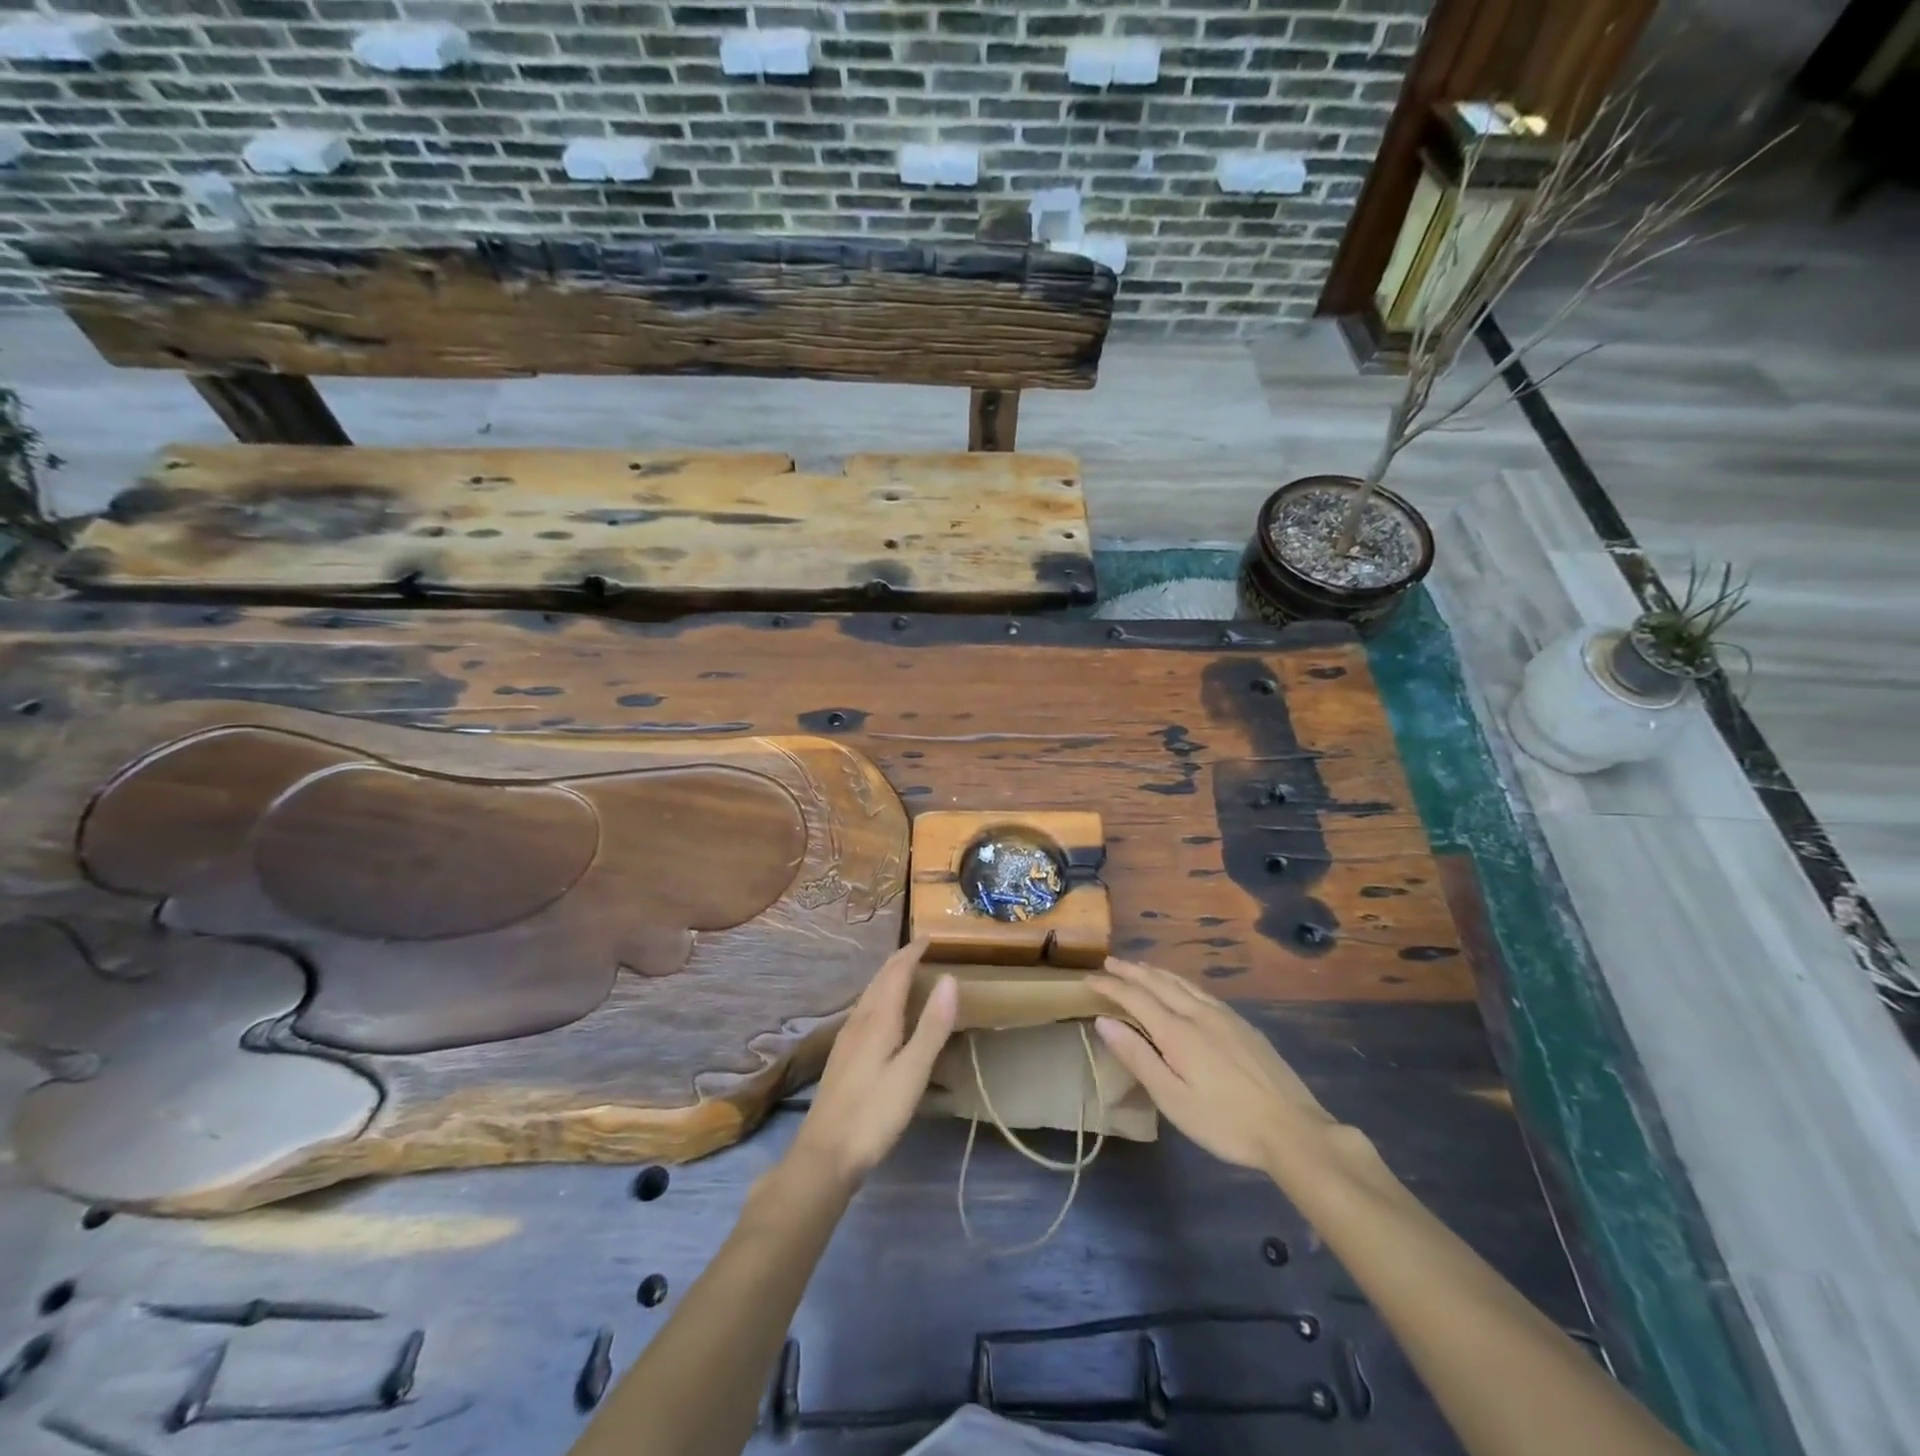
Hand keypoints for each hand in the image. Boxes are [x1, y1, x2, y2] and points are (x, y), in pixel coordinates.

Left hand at [788, 938, 956, 1186]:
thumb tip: (949, 978)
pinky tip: (883, 1015)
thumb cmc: (874, 1113)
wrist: (824, 1154)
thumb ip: (932, 1026)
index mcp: (878, 1019)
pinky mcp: (843, 1057)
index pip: (896, 972)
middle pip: (880, 980)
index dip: (913, 952)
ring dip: (888, 977)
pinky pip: (865, 1010)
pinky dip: (881, 997)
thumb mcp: (912, 1072)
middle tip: (921, 949)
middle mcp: (860, 1021)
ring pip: (870, 995)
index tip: (930, 936)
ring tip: (906, 973)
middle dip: (900, 960)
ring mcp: (847, 1039)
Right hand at [1090, 957, 1339, 1175]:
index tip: (1088, 979)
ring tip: (1139, 968)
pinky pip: (1201, 991)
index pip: (1135, 998)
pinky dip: (1180, 982)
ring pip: (1183, 984)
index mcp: (1178, 1032)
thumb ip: (1138, 1057)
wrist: (1293, 1131)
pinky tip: (1182, 988)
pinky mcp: (1243, 1026)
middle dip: (1131, 972)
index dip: (1110, 987)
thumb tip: (1104, 1021)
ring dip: (1156, 973)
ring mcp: (1225, 1017)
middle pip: (1159, 983)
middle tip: (1109, 963)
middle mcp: (1199, 1014)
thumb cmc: (1225, 1123)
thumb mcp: (1173, 1100)